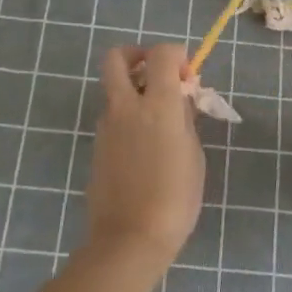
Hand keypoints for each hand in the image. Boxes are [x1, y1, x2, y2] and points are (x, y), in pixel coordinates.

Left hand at [86, 43, 205, 265]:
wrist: (130, 237)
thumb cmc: (175, 198)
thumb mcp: (194, 155)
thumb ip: (186, 120)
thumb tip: (180, 100)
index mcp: (158, 104)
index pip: (161, 54)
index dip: (177, 55)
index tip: (188, 78)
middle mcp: (126, 106)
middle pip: (116, 57)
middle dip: (137, 55)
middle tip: (156, 75)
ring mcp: (106, 125)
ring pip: (114, 89)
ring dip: (133, 90)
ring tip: (159, 121)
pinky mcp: (97, 145)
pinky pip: (113, 117)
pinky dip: (128, 117)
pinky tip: (146, 147)